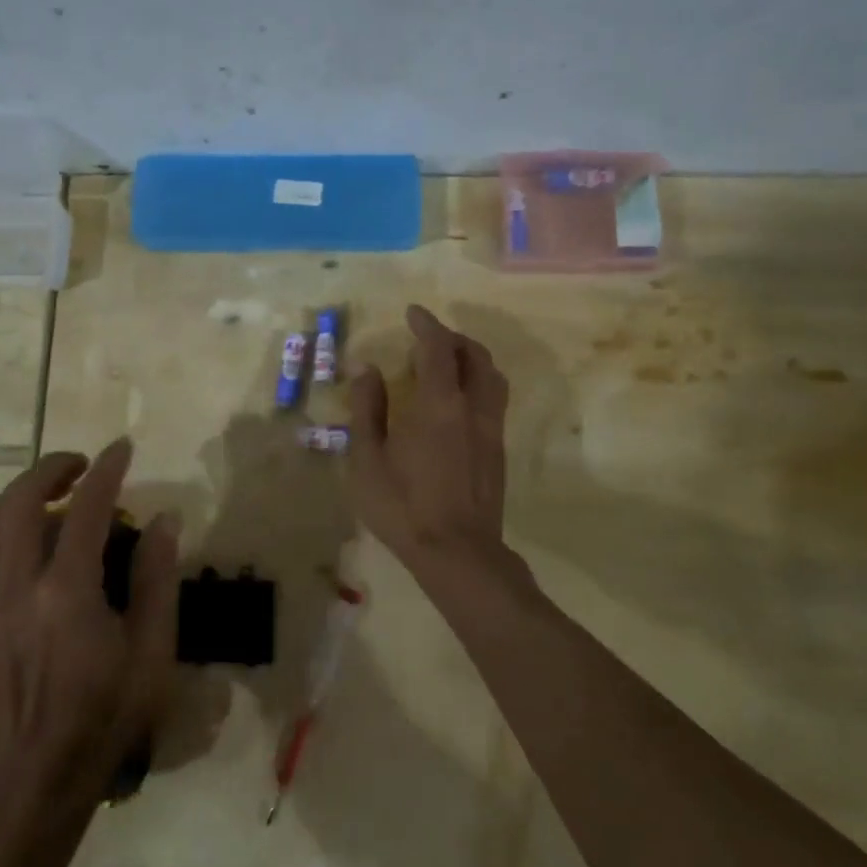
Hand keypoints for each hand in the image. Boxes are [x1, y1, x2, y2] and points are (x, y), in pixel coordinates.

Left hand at [0, 439, 179, 814]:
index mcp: (67, 591)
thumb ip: (157, 577)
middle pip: (21, 500)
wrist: (37, 774)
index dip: (106, 470)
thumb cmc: (106, 713)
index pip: (86, 508)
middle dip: (52, 467)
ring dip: (21, 492)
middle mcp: (18, 585)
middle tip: (82, 464)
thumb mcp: (152, 649)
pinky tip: (17, 541)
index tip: (122, 447)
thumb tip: (164, 519)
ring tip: (52, 491)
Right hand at [348, 305, 511, 581]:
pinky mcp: (499, 450)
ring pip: (493, 376)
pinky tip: (459, 401)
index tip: (412, 312)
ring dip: (472, 358)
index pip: (438, 348)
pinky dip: (479, 382)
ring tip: (448, 362)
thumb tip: (366, 369)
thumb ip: (367, 409)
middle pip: (475, 355)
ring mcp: (492, 429)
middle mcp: (474, 408)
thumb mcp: (368, 459)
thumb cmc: (403, 506)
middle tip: (428, 337)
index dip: (426, 325)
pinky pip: (495, 399)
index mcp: (440, 404)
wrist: (458, 553)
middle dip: (453, 337)